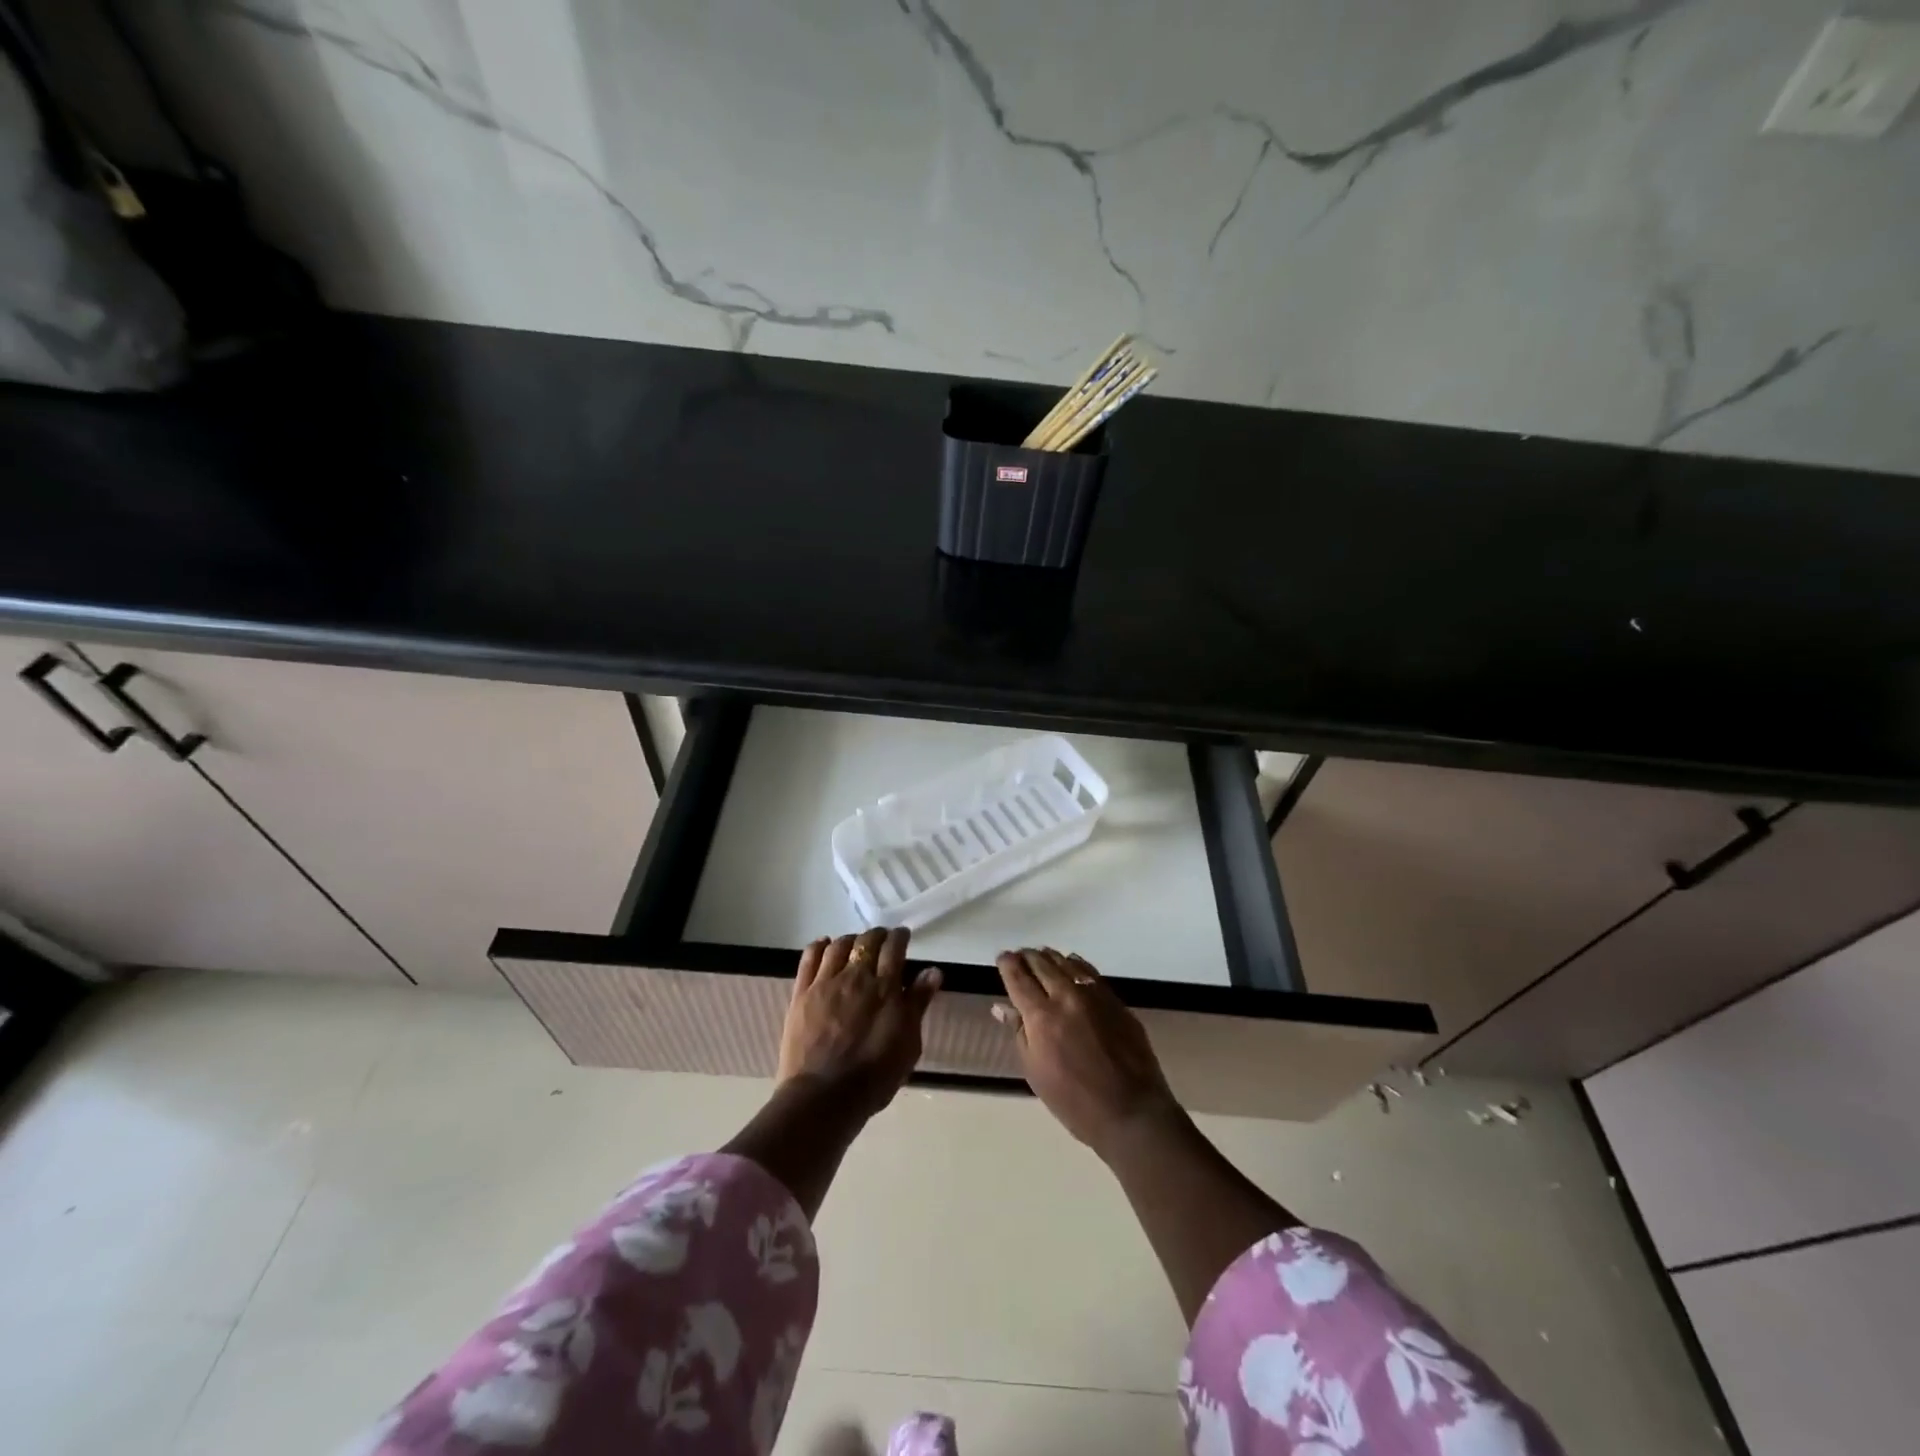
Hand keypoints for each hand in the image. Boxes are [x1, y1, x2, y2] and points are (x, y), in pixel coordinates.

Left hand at [778, 928, 940, 1116]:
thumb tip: (933, 971)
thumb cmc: (875, 1075)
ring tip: (855, 945)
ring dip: (851, 939)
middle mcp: (856, 977)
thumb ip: (918, 1003)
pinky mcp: (801, 994)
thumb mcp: (908, 1043)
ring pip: (839, 945)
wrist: (824, 1096)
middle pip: (867, 941)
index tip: (903, 937)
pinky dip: (819, 946)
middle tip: (882, 940)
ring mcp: (825, 983)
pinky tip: (825, 944)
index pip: (894, 948)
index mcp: (885, 988)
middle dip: (877, 935)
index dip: (899, 937)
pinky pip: (809, 958)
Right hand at [996, 948, 1180, 1158]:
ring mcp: (1094, 996)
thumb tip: (1002, 1007)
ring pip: (1067, 963)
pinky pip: (1090, 973)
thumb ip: (1019, 1033)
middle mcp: (1066, 997)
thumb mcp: (1036, 1072)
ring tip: (1042, 955)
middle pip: (1042, 965)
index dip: (1008, 965)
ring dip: (1050, 957)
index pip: (1019, 979)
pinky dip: (1076, 964)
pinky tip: (1072, 963)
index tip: (1002, 957)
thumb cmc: (1074, 1101)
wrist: (1131, 1111)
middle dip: (1027, 957)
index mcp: (1041, 1017)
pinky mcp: (1115, 1001)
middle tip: (1019, 955)